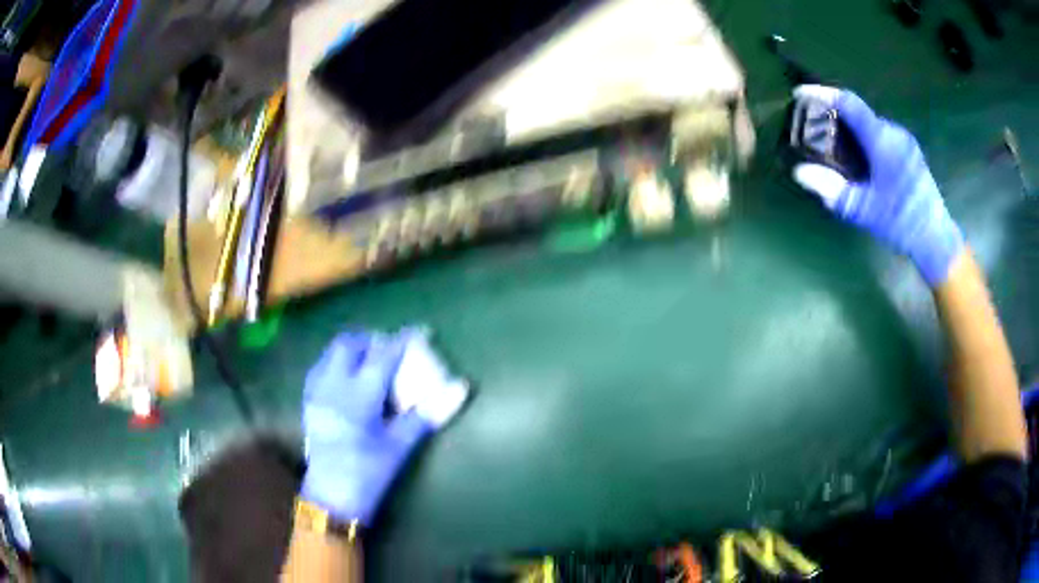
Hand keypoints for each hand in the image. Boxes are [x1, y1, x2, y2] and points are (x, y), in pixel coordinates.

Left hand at [300, 331, 432, 524]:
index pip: (383, 355)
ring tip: (370, 360)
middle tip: (391, 348)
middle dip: (372, 340)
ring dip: (352, 349)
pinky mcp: (308, 402)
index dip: (403, 340)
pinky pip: (321, 367)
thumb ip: (427, 413)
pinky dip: (336, 362)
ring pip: (331, 353)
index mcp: (359, 394)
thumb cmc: (369, 472)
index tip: (419, 331)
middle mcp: (333, 385)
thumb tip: (460, 388)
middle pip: (349, 344)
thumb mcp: (400, 445)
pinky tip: (347, 379)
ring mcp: (317, 392)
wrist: (331, 497)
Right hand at [791, 85, 963, 286]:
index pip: (848, 103)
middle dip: (833, 114)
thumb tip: (800, 172)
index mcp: (882, 140)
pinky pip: (880, 133)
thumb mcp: (864, 210)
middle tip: (814, 127)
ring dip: (849, 128)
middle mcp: (893, 132)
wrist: (936, 239)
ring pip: (869, 123)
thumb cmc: (901, 223)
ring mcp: (904, 140)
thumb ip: (832, 190)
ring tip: (833, 143)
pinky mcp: (909, 151)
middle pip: (858, 112)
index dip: (822, 93)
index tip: (799, 93)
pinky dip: (864, 138)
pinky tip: (859, 158)